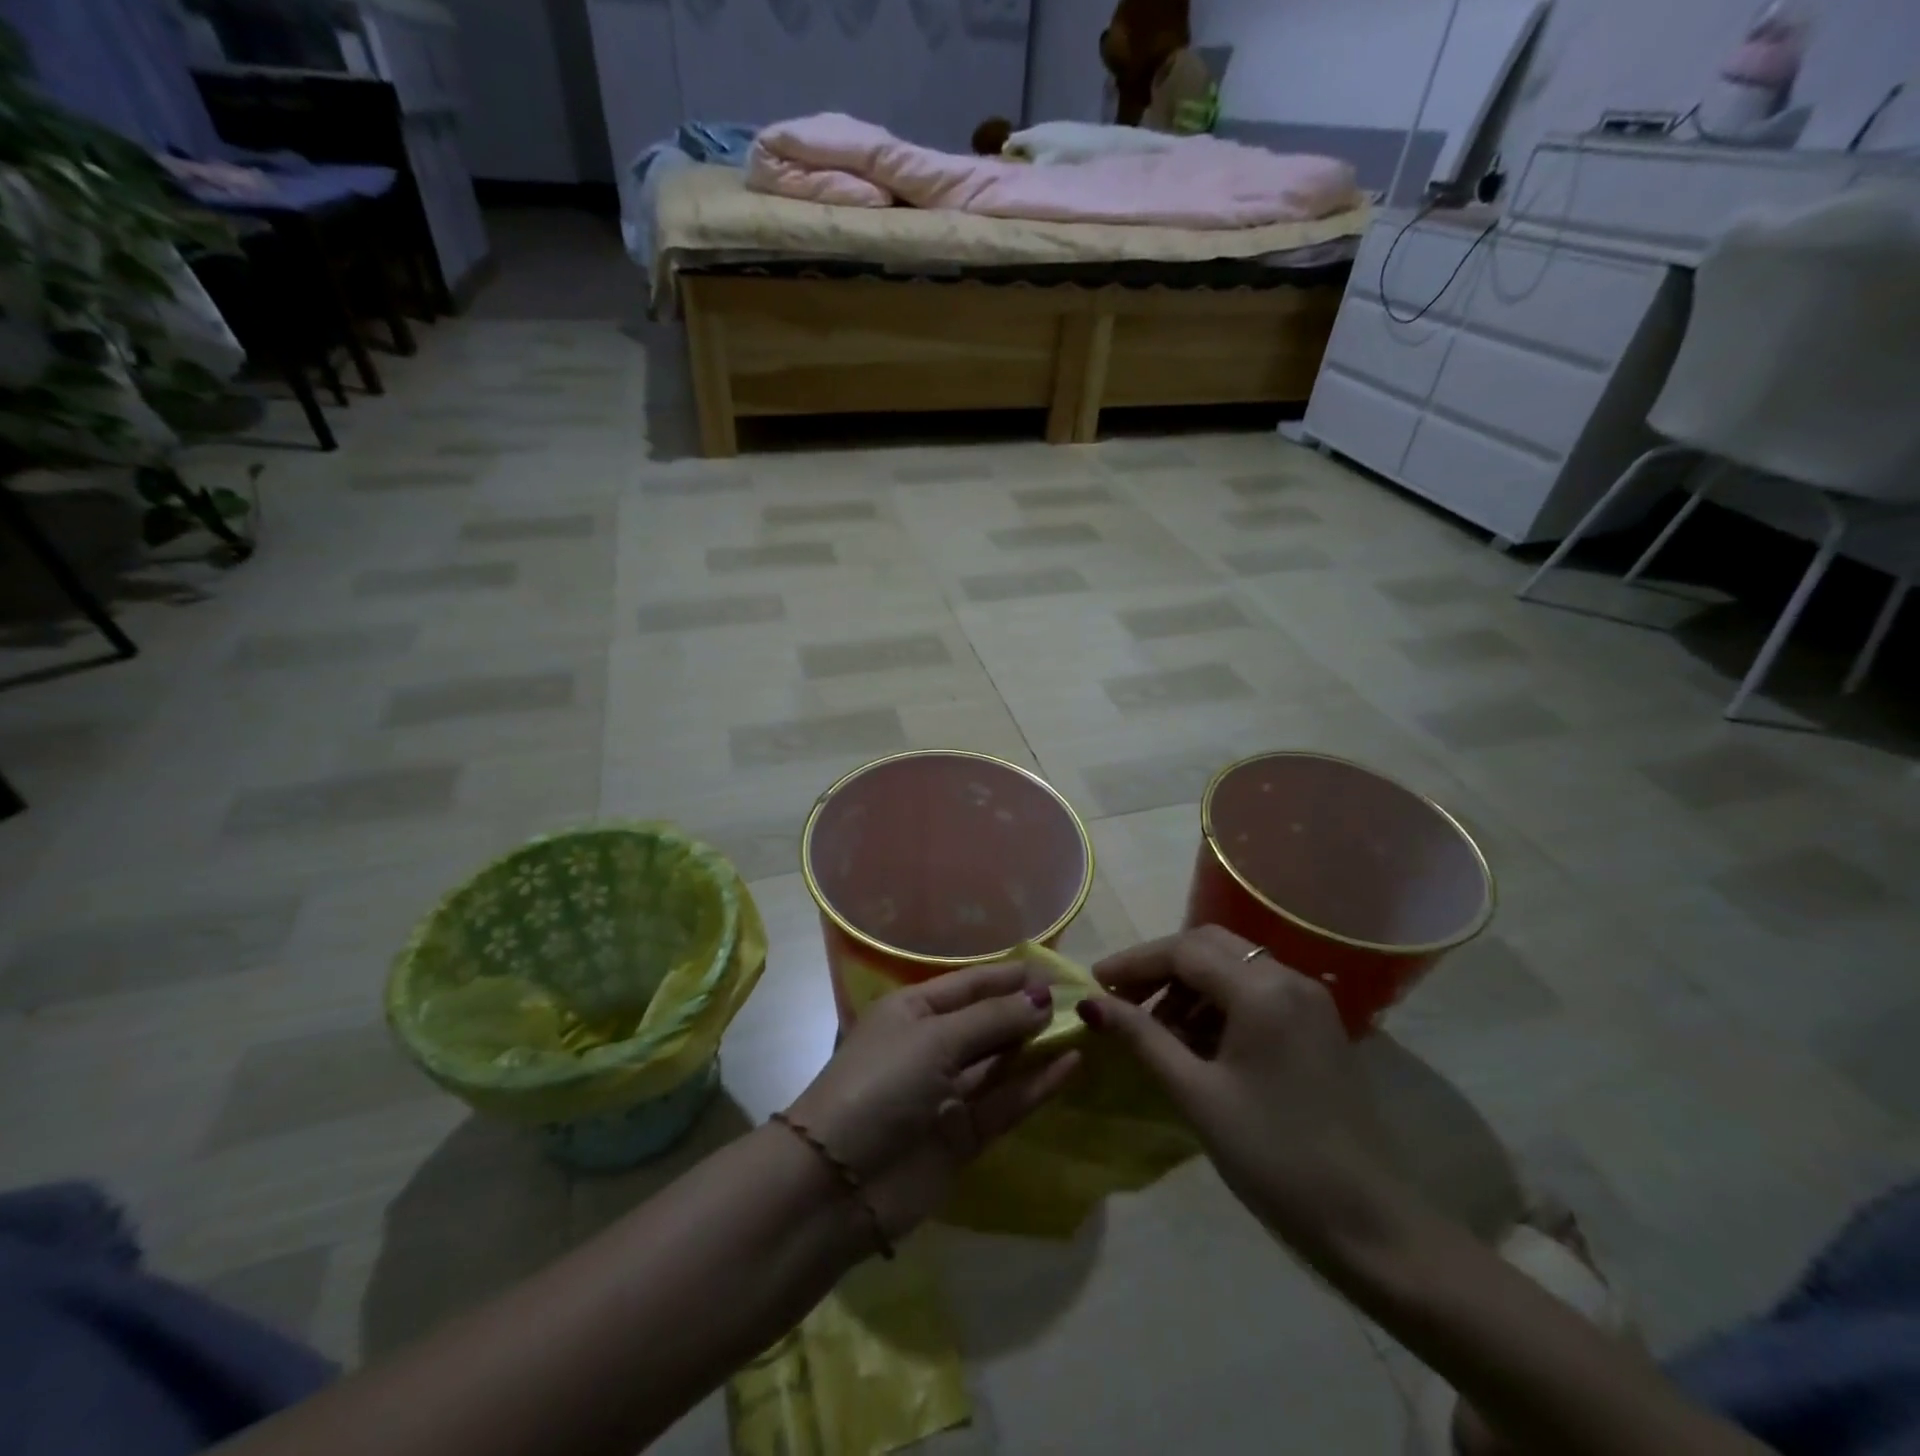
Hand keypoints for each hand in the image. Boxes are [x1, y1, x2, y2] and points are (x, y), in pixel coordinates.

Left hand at [786, 963, 1079, 1237]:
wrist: (837, 1184)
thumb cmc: (881, 1086)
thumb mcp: (934, 1040)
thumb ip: (991, 1020)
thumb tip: (1042, 997)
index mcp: (912, 1010)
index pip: (969, 984)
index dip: (1009, 977)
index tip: (1055, 971)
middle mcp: (931, 1045)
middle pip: (987, 1021)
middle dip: (1027, 1010)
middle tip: (1079, 1000)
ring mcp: (947, 1092)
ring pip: (1000, 1062)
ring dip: (1036, 1046)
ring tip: (1083, 1027)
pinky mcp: (963, 1135)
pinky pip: (1006, 1102)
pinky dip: (1036, 1085)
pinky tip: (1070, 1066)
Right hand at [1082, 926, 1406, 1255]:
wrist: (1369, 1223)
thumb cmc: (1273, 1156)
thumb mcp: (1197, 1094)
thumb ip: (1142, 1038)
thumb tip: (1090, 1004)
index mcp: (1262, 991)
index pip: (1184, 951)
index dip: (1134, 963)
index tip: (1095, 984)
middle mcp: (1288, 978)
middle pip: (1209, 946)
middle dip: (1160, 966)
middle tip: (1122, 999)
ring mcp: (1308, 1000)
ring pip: (1232, 965)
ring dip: (1188, 984)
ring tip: (1155, 1027)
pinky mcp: (1316, 1024)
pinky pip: (1255, 990)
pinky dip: (1217, 1002)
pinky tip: (1196, 1040)